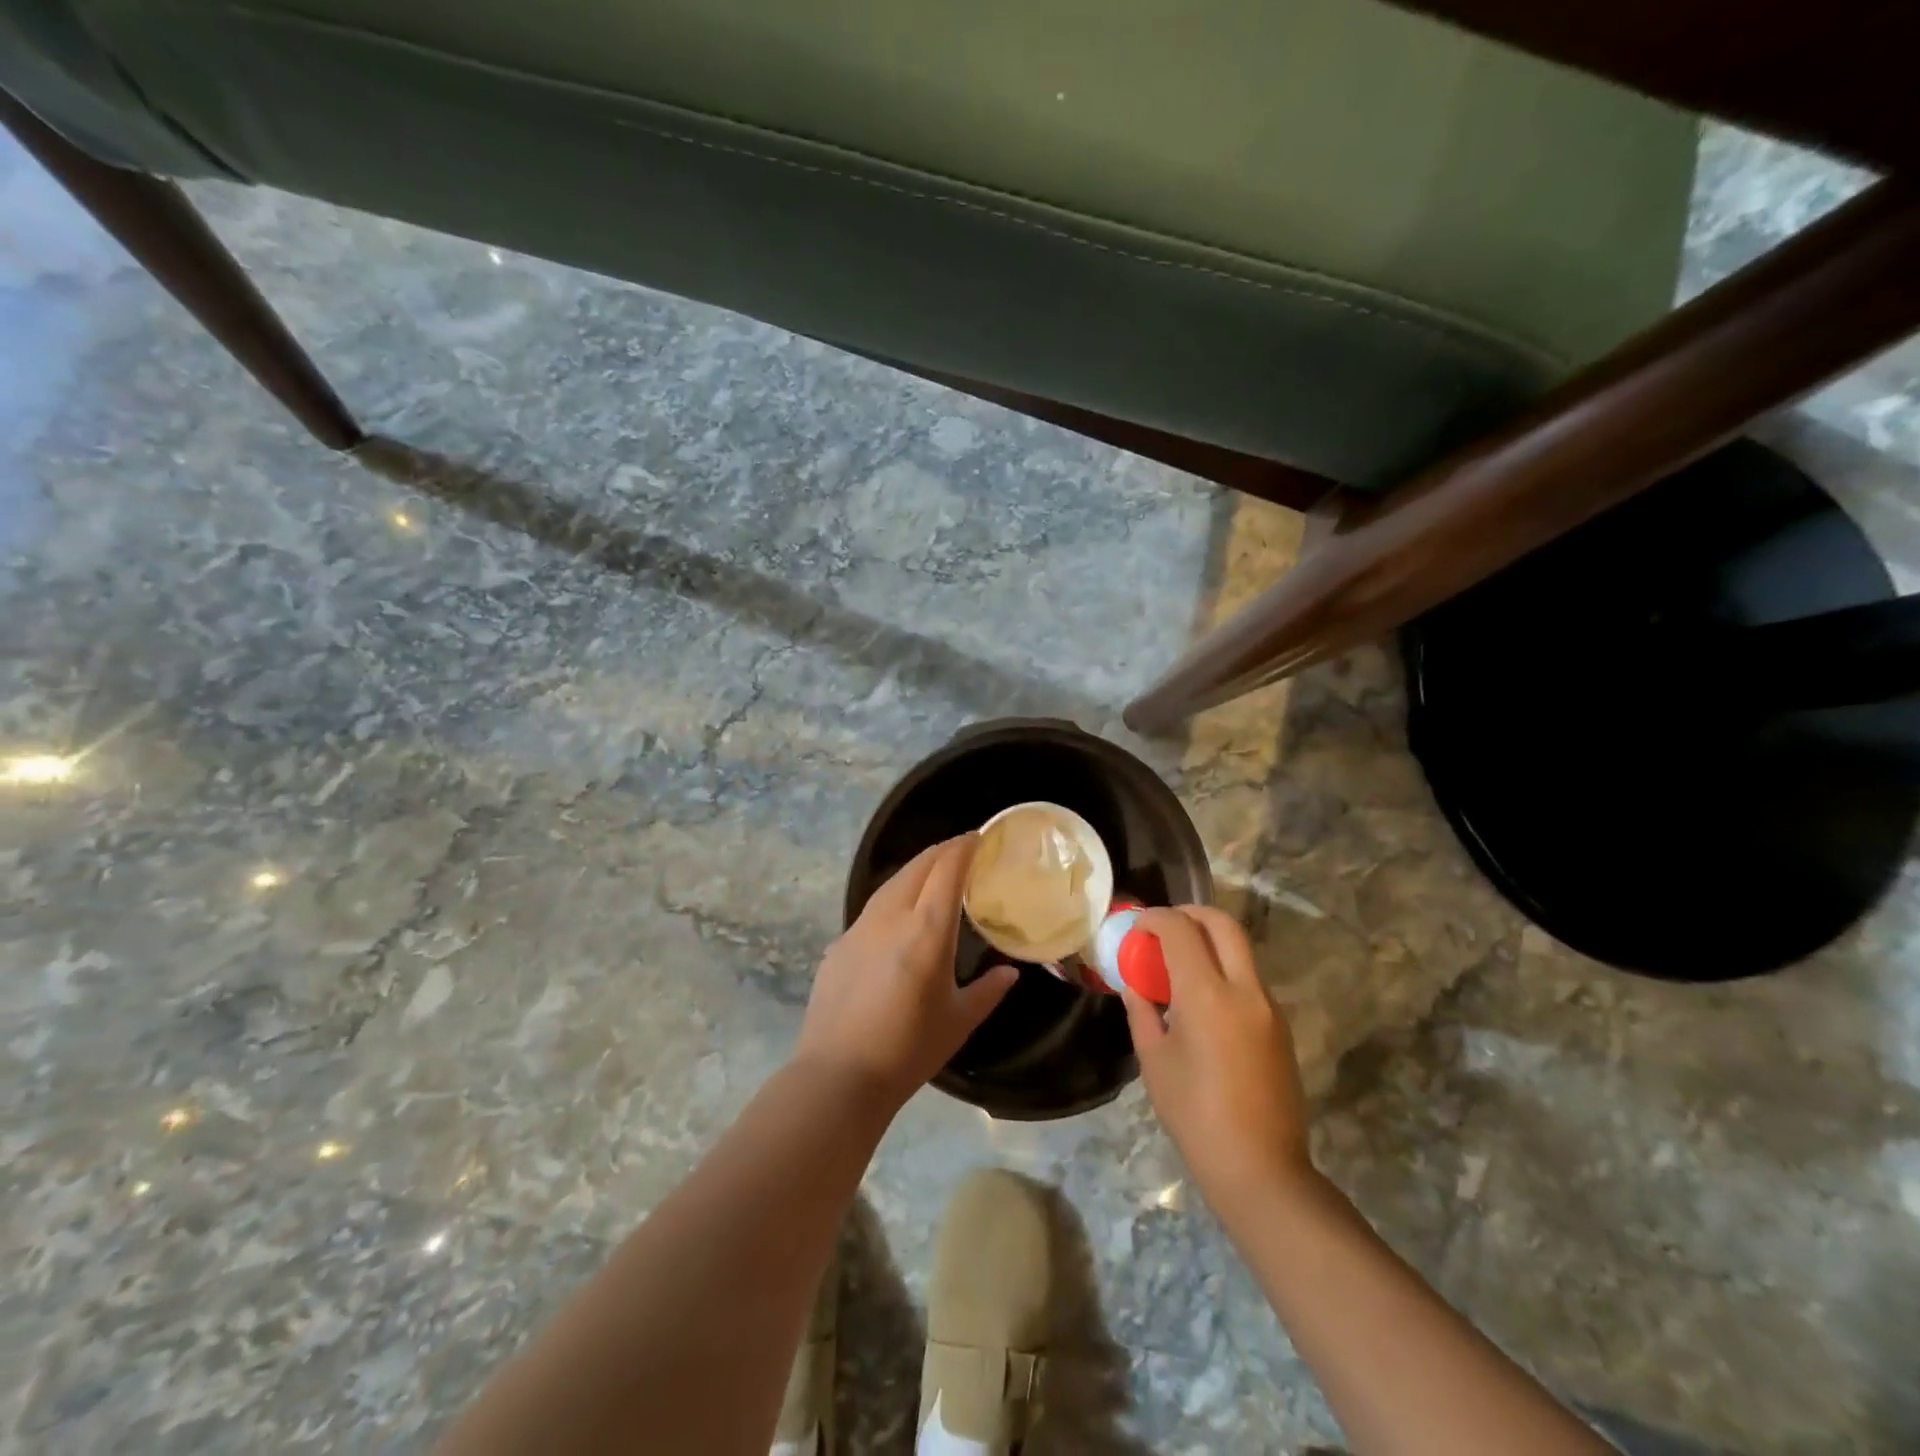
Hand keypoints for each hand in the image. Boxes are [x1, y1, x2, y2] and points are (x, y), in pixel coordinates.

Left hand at [795, 835, 1016, 1106]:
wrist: (839, 1075)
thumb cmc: (908, 1049)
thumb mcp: (959, 1021)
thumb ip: (988, 991)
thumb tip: (1010, 973)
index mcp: (927, 930)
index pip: (947, 869)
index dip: (964, 847)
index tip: (979, 837)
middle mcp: (891, 917)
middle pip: (918, 865)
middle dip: (942, 850)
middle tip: (963, 849)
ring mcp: (860, 927)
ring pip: (892, 882)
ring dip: (916, 869)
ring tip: (934, 873)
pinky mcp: (839, 943)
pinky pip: (872, 907)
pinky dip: (894, 897)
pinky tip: (899, 916)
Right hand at [1122, 906, 1313, 1208]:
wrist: (1260, 1168)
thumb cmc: (1194, 1115)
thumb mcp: (1154, 1060)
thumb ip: (1142, 1011)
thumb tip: (1136, 984)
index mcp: (1207, 995)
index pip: (1180, 930)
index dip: (1155, 918)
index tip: (1137, 926)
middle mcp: (1244, 989)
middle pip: (1223, 923)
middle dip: (1190, 913)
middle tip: (1164, 926)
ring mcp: (1269, 1006)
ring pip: (1241, 949)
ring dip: (1210, 941)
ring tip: (1179, 963)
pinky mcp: (1280, 1026)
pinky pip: (1249, 978)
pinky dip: (1224, 968)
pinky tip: (1202, 998)